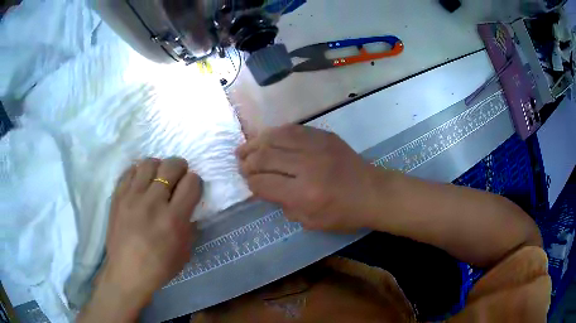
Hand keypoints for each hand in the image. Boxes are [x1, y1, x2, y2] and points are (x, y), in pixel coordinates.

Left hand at [79, 158, 202, 321]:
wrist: (126, 272)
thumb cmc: (159, 267)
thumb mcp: (185, 251)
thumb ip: (189, 225)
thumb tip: (188, 206)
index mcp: (174, 219)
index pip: (191, 182)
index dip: (195, 181)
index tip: (192, 188)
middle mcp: (153, 202)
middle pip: (171, 166)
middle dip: (180, 167)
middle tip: (178, 177)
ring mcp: (132, 196)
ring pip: (149, 163)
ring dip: (158, 166)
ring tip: (157, 177)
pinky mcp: (118, 196)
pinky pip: (130, 171)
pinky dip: (139, 172)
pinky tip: (141, 182)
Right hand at [236, 125, 374, 231]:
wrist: (373, 192)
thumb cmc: (344, 214)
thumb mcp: (311, 222)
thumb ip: (284, 205)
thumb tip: (264, 188)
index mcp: (304, 194)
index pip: (263, 183)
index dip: (251, 182)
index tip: (247, 181)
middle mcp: (307, 166)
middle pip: (265, 157)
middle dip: (248, 162)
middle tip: (241, 164)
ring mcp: (316, 147)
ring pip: (275, 138)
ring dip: (256, 143)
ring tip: (245, 148)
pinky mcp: (324, 136)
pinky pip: (292, 129)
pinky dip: (275, 133)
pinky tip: (266, 138)